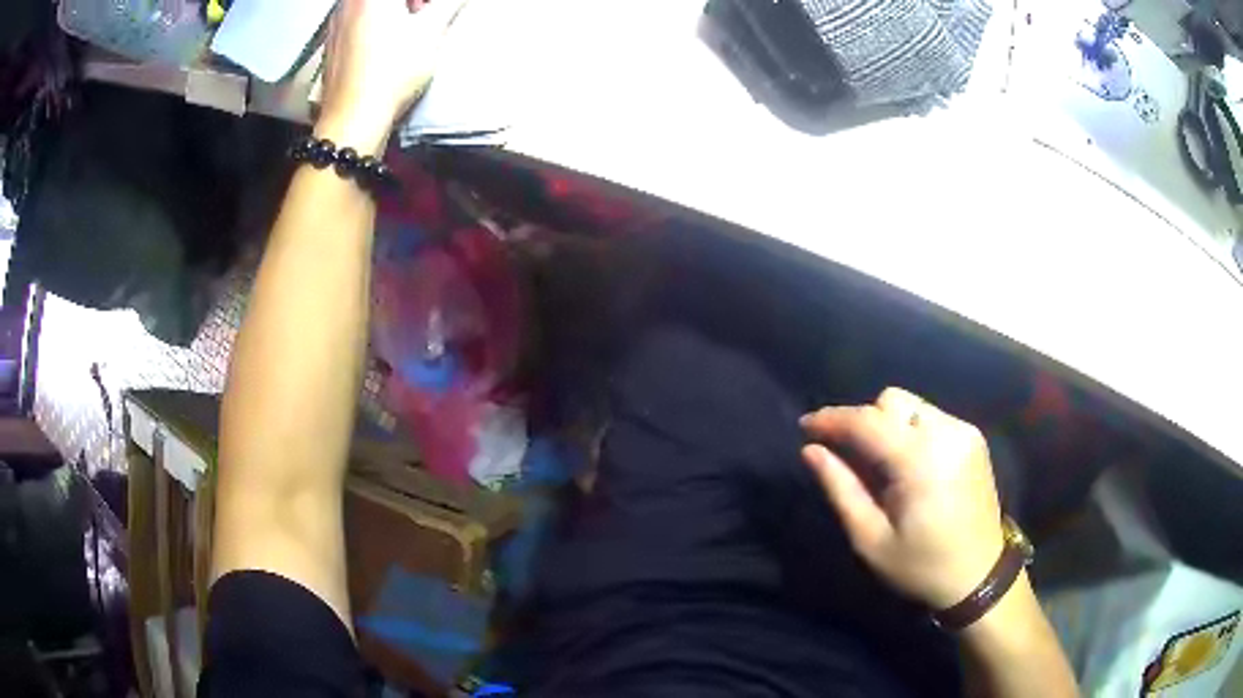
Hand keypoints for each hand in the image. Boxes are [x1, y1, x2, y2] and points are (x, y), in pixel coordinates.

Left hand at [316, 0, 467, 154]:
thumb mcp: (432, 31)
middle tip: (428, 11)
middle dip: (412, 2)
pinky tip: (388, 45)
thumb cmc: (391, 72)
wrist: (353, 120)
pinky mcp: (331, 46)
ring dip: (394, 11)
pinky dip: (377, 25)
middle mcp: (348, 4)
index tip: (436, 8)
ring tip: (410, 28)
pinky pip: (358, 21)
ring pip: (370, 6)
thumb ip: (449, 4)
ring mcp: (336, 24)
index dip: (426, 1)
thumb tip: (457, 0)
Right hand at [800, 387, 1004, 609]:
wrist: (979, 575)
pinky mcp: (973, 437)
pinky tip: (909, 464)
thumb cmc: (921, 566)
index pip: (866, 421)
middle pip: (891, 401)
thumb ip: (841, 489)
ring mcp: (964, 432)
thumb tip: (811, 450)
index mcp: (919, 461)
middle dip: (863, 421)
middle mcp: (945, 433)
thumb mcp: (870, 539)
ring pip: (912, 405)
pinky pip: (931, 417)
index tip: (804, 427)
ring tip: (880, 463)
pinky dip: (910, 431)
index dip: (831, 419)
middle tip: (850, 457)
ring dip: (887, 424)